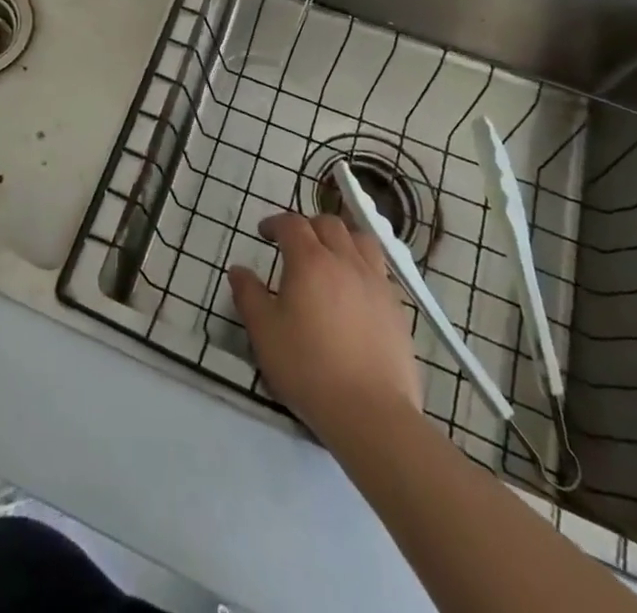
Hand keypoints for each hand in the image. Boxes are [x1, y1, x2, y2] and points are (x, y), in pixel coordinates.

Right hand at [227, 212, 423, 452]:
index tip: (264, 233)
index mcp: (310, 261)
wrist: (371, 413)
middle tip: (295, 245)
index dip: (275, 223)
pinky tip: (356, 291)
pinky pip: (379, 271)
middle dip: (308, 226)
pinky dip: (363, 267)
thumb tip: (238, 270)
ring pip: (361, 240)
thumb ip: (248, 295)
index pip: (292, 223)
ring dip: (342, 239)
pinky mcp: (397, 308)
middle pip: (329, 224)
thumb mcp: (264, 333)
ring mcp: (376, 283)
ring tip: (331, 257)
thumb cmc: (308, 368)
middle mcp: (345, 261)